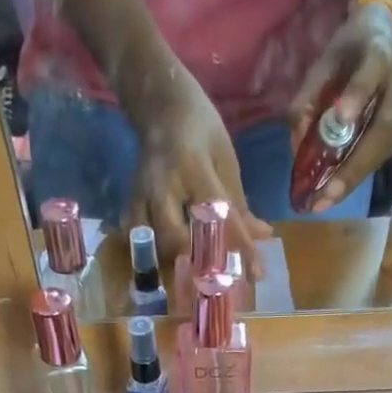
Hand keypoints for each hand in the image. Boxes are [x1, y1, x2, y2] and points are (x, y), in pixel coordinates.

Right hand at [124, 70, 273, 269]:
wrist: (159, 104)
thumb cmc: (200, 130)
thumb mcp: (225, 160)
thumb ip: (239, 203)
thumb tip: (261, 238)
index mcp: (193, 167)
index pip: (220, 215)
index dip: (240, 247)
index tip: (256, 275)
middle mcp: (163, 185)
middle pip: (177, 238)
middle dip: (198, 266)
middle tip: (218, 287)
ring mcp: (141, 196)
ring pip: (154, 245)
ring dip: (174, 269)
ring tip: (194, 288)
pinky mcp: (130, 204)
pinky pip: (137, 242)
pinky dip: (151, 260)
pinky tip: (166, 272)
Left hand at [287, 2, 391, 212]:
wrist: (387, 35)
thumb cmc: (351, 49)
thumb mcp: (326, 60)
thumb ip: (310, 95)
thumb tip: (297, 143)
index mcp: (381, 51)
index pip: (372, 71)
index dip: (358, 94)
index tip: (341, 119)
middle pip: (384, 127)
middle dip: (354, 165)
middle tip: (328, 194)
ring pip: (386, 148)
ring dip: (356, 177)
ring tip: (328, 201)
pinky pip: (385, 155)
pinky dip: (360, 173)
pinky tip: (339, 189)